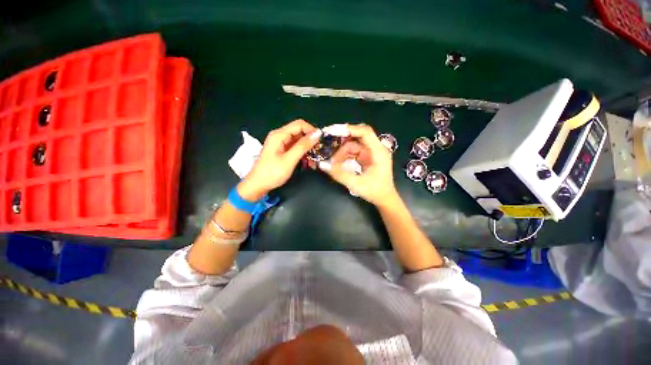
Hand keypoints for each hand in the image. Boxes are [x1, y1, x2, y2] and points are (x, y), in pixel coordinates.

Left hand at [238, 119, 321, 200]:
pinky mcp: (282, 151)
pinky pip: (295, 147)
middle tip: (319, 151)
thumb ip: (303, 146)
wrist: (258, 185)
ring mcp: (280, 143)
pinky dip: (302, 153)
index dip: (311, 130)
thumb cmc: (272, 173)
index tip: (321, 141)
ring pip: (298, 140)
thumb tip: (317, 134)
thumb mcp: (289, 160)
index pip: (299, 124)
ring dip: (307, 148)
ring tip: (314, 159)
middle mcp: (280, 136)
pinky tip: (308, 161)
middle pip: (299, 131)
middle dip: (310, 140)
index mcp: (279, 135)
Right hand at [319, 124, 397, 205]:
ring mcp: (370, 152)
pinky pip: (352, 151)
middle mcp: (375, 148)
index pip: (365, 132)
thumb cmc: (374, 191)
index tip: (333, 131)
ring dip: (341, 152)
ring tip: (332, 162)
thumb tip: (322, 164)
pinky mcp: (366, 156)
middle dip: (341, 141)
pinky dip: (343, 156)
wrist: (384, 198)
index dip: (350, 129)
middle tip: (327, 144)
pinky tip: (337, 163)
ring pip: (352, 145)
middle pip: (356, 137)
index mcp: (379, 152)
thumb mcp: (356, 184)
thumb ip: (339, 174)